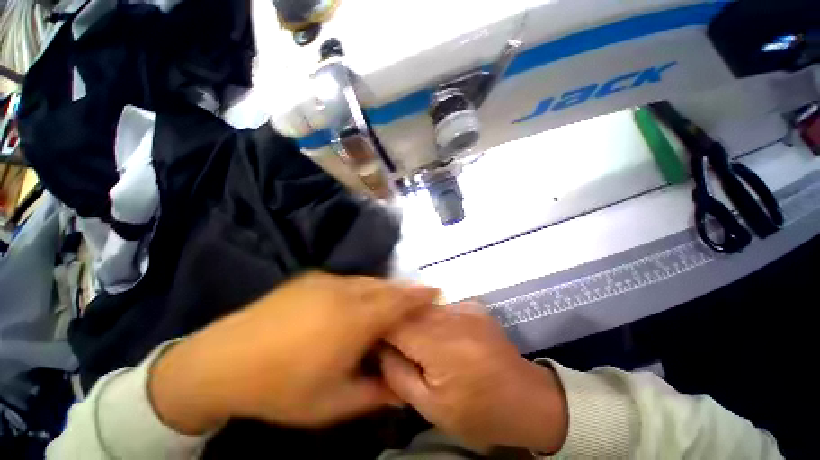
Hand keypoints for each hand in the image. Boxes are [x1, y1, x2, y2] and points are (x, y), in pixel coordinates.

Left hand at [149, 272, 438, 434]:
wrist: (222, 360)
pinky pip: (349, 280)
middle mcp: (344, 292)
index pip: (398, 301)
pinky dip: (363, 288)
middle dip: (404, 291)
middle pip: (385, 286)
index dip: (419, 295)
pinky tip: (358, 302)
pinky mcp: (312, 278)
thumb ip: (373, 392)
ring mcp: (327, 281)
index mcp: (353, 321)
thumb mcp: (332, 403)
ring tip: (390, 302)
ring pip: (368, 280)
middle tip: (415, 299)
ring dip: (384, 289)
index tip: (435, 290)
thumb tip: (402, 388)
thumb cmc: (280, 388)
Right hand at [380, 303, 567, 452]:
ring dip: (411, 317)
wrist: (526, 399)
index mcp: (439, 343)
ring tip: (412, 338)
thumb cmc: (478, 411)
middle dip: (392, 320)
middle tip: (388, 339)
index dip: (377, 327)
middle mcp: (450, 316)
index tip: (369, 338)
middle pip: (408, 308)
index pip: (394, 322)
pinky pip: (440, 305)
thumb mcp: (430, 406)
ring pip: (423, 305)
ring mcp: (464, 306)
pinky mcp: (472, 305)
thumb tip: (378, 349)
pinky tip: (435, 334)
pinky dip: (430, 316)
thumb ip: (398, 374)